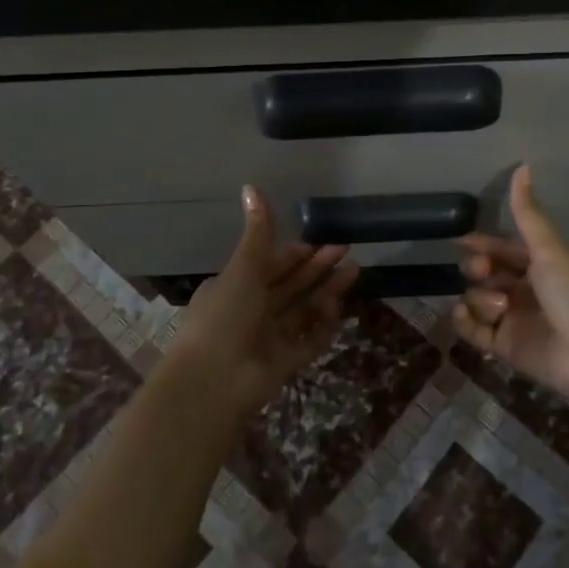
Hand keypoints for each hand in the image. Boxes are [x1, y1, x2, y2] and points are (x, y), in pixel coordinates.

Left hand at [167, 186, 359, 413]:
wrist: (213, 382)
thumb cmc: (224, 316)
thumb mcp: (243, 267)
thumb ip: (257, 231)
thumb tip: (251, 185)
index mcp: (235, 286)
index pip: (270, 265)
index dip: (295, 253)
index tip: (320, 242)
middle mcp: (251, 310)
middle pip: (291, 285)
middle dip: (318, 268)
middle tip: (347, 251)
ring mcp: (268, 339)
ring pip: (303, 310)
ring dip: (327, 291)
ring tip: (355, 271)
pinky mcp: (283, 363)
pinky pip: (308, 340)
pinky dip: (323, 325)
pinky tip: (339, 308)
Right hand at [454, 166, 568, 409]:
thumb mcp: (550, 249)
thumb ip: (528, 213)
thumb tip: (522, 165)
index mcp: (542, 267)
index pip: (504, 250)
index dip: (483, 244)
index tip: (462, 242)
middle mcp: (525, 292)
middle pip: (486, 273)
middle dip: (477, 267)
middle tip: (482, 269)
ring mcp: (513, 321)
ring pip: (477, 300)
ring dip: (480, 297)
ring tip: (500, 306)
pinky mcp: (504, 348)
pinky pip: (472, 331)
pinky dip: (465, 321)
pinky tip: (468, 314)